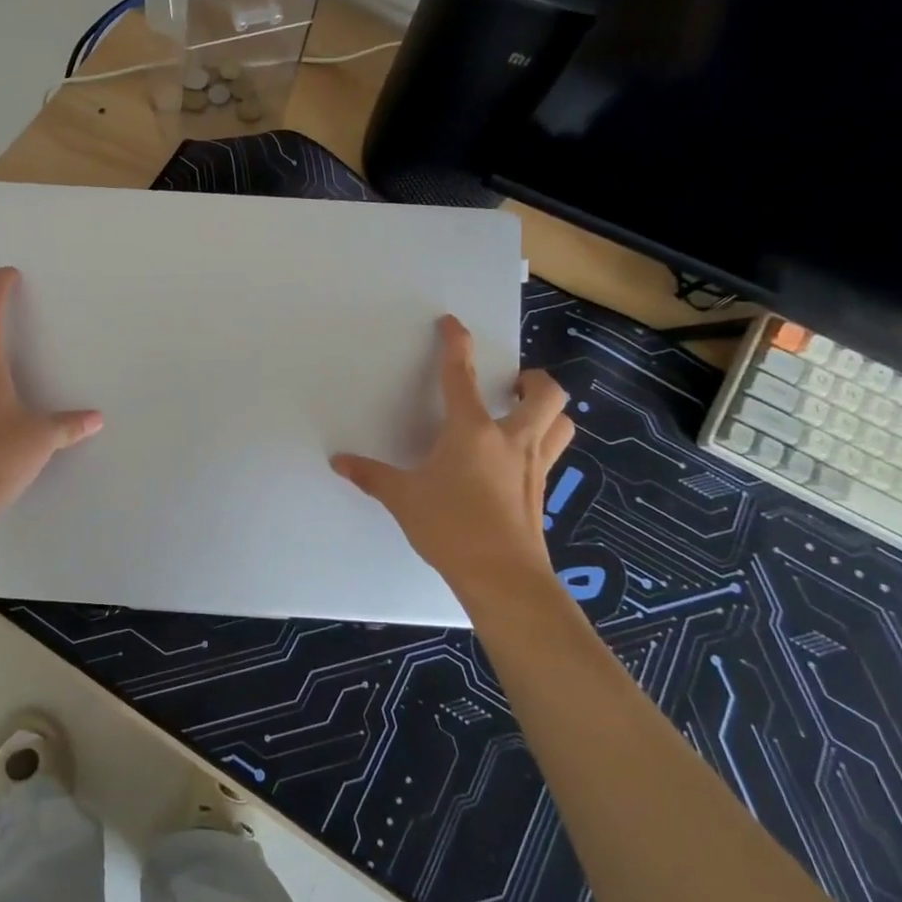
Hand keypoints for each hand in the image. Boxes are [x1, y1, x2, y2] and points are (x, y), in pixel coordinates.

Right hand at [331, 315, 574, 604]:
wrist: (503, 578)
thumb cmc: (451, 528)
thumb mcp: (403, 498)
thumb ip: (372, 475)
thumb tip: (340, 461)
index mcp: (473, 431)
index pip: (461, 376)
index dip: (456, 344)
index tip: (452, 324)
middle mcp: (512, 440)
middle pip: (544, 394)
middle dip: (532, 379)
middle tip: (511, 383)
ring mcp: (533, 466)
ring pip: (561, 423)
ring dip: (548, 410)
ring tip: (523, 413)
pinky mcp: (541, 492)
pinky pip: (552, 454)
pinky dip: (542, 443)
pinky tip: (515, 460)